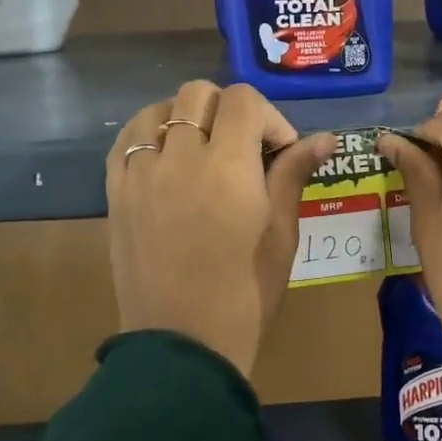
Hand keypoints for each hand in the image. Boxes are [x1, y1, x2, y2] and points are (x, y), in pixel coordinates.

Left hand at [107, 81, 331, 376]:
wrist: (182, 346)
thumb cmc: (246, 294)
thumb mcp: (281, 233)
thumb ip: (294, 174)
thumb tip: (325, 138)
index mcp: (229, 167)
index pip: (243, 100)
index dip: (269, 117)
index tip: (278, 151)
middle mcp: (181, 158)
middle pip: (199, 93)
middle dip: (229, 110)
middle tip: (243, 148)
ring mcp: (141, 174)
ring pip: (159, 109)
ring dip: (186, 116)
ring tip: (202, 149)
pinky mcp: (116, 193)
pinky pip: (127, 140)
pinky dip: (149, 134)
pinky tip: (167, 158)